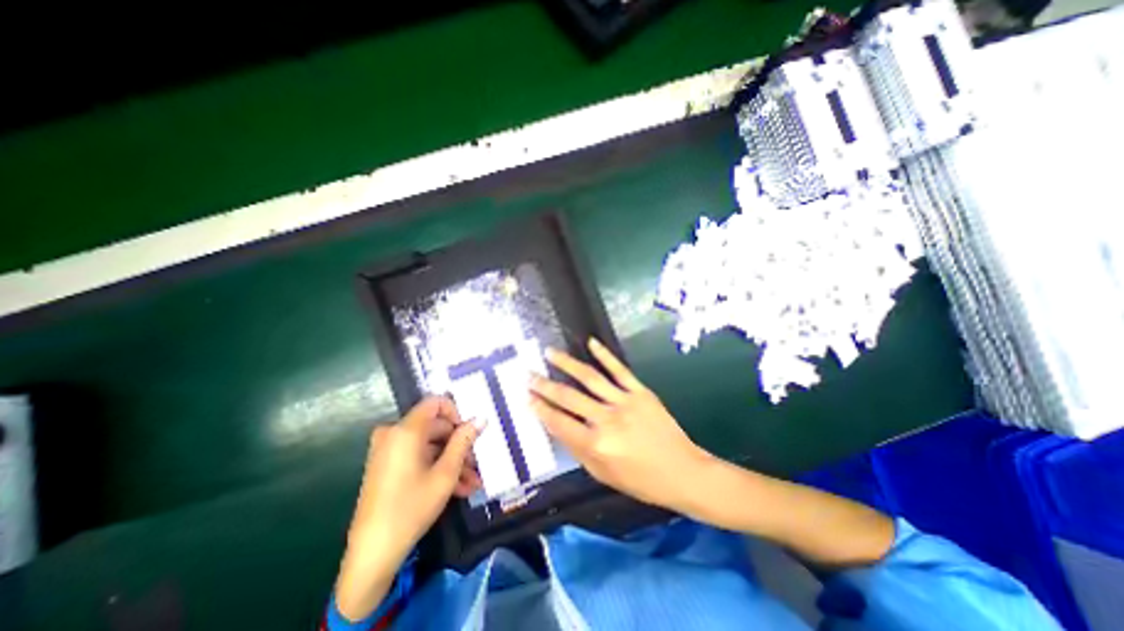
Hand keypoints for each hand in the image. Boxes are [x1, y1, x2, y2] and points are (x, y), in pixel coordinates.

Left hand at [330, 400, 476, 621]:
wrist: (372, 554)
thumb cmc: (412, 507)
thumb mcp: (446, 473)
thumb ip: (464, 441)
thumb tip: (481, 419)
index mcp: (405, 430)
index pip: (436, 402)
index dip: (457, 413)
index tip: (469, 432)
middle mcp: (393, 434)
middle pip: (435, 427)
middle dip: (459, 445)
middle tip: (477, 463)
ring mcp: (387, 451)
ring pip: (429, 445)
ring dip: (452, 461)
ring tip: (472, 482)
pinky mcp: (386, 466)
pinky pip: (417, 457)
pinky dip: (436, 468)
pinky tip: (458, 488)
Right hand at [530, 340, 708, 512]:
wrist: (683, 471)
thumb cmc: (640, 480)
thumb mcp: (603, 474)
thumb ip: (578, 450)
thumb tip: (557, 426)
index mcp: (596, 445)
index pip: (559, 422)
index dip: (540, 409)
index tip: (526, 397)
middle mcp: (607, 420)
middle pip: (569, 397)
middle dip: (544, 386)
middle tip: (528, 375)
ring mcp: (625, 402)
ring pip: (590, 377)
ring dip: (567, 363)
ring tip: (549, 353)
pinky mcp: (641, 391)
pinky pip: (619, 369)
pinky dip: (604, 354)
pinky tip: (591, 342)